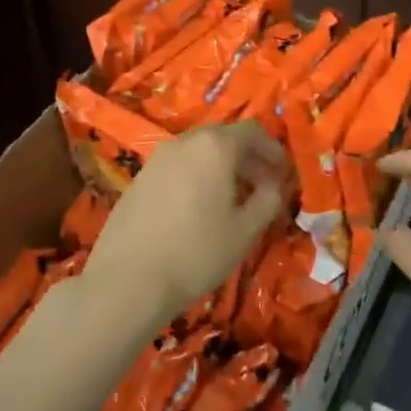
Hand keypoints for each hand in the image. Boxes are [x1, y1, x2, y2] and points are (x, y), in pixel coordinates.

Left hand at [86, 120, 285, 321]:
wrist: (128, 280)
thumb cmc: (197, 252)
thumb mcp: (245, 230)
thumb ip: (268, 200)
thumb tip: (274, 186)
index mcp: (215, 147)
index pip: (252, 131)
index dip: (272, 149)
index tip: (283, 173)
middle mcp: (184, 142)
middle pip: (224, 137)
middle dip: (247, 157)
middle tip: (262, 185)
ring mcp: (157, 159)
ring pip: (198, 151)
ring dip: (221, 166)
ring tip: (232, 198)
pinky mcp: (139, 178)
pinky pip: (177, 166)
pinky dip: (196, 176)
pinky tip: (198, 208)